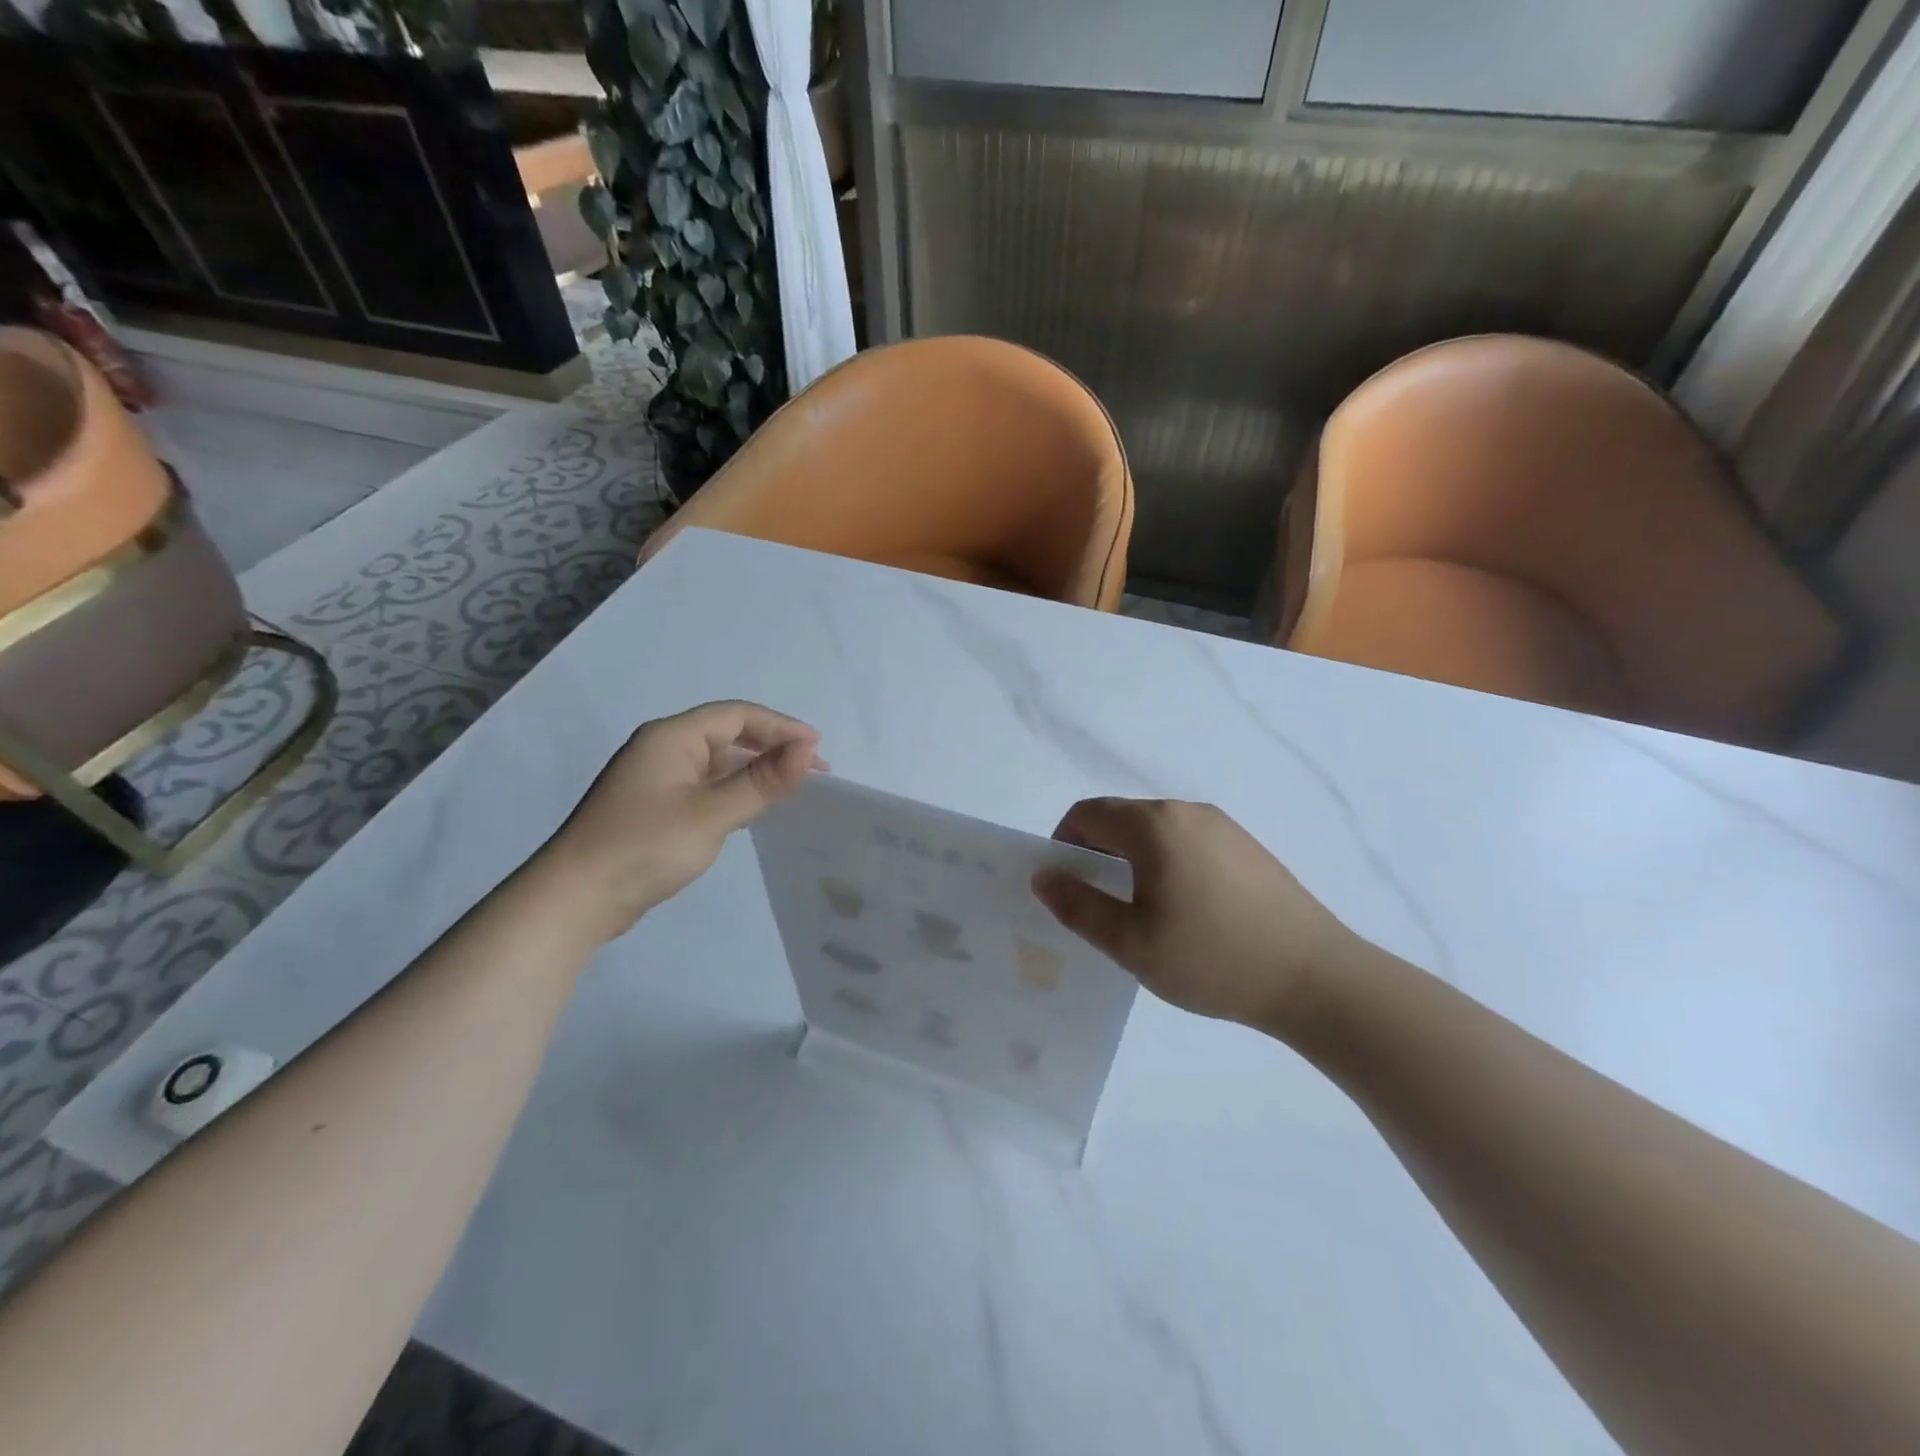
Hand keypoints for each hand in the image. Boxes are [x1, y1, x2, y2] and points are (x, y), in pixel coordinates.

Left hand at [540, 701, 824, 940]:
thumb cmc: (645, 846)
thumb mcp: (711, 814)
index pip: (737, 715)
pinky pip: (707, 786)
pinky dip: (737, 790)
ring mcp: (658, 778)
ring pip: (719, 762)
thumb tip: (807, 749)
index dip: (781, 726)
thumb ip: (762, 781)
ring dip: (757, 770)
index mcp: (672, 736)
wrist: (576, 899)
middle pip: (729, 734)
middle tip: (814, 771)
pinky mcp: (657, 807)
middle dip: (773, 747)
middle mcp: (664, 748)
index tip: (817, 748)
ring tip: (795, 788)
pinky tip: (756, 807)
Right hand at [1032, 798, 1362, 1031]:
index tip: (1065, 885)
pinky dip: (1166, 862)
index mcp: (1154, 825)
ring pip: (1156, 830)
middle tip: (1098, 904)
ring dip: (1132, 858)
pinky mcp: (1247, 846)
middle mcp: (1187, 811)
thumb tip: (1044, 876)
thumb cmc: (1212, 958)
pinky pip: (1188, 841)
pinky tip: (1185, 910)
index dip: (1063, 842)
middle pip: (1122, 818)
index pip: (1087, 813)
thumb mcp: (1131, 942)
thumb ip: (1078, 906)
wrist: (1316, 978)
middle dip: (1097, 851)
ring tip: (1141, 911)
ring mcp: (1223, 826)